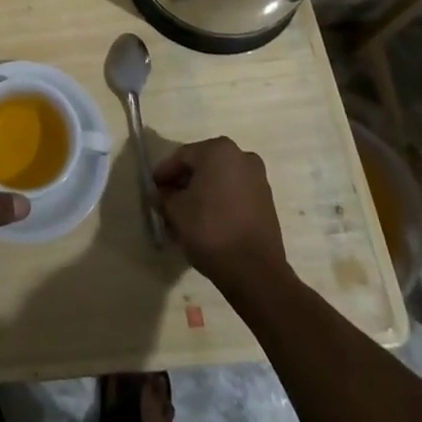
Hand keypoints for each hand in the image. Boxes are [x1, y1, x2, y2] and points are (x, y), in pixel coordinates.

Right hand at [153, 137, 286, 287]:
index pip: (182, 157)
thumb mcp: (175, 211)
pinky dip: (219, 202)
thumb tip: (161, 193)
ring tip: (187, 215)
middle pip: (203, 166)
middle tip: (168, 201)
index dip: (164, 173)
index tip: (153, 188)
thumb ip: (164, 196)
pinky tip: (208, 221)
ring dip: (202, 193)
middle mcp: (241, 156)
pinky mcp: (267, 201)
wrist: (256, 272)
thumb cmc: (210, 230)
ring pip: (220, 181)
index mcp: (218, 150)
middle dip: (184, 183)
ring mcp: (258, 179)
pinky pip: (235, 194)